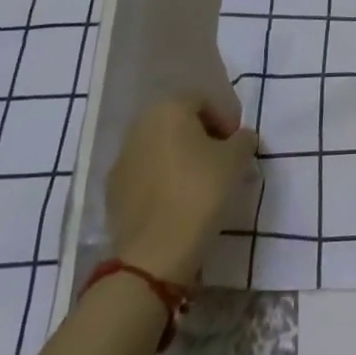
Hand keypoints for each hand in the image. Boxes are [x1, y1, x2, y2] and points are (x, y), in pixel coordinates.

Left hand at [107, 93, 257, 284]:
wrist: (154, 254)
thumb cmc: (200, 192)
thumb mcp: (236, 160)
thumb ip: (243, 139)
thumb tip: (240, 138)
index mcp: (169, 109)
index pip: (203, 100)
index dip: (225, 118)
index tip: (237, 145)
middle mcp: (140, 126)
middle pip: (178, 122)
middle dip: (202, 137)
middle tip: (222, 162)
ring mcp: (122, 159)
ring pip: (160, 148)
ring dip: (180, 159)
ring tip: (200, 185)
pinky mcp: (113, 192)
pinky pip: (145, 175)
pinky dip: (162, 181)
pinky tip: (177, 203)